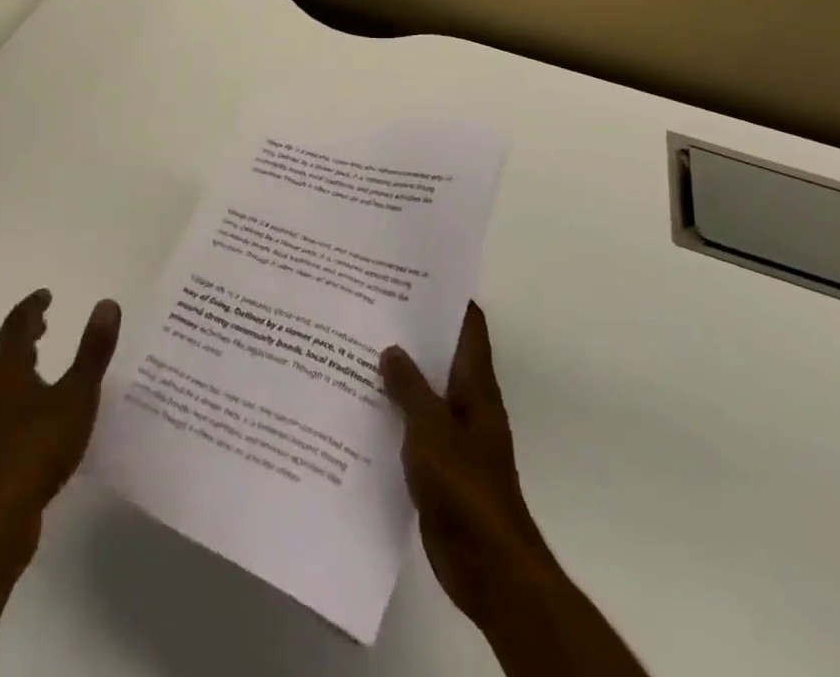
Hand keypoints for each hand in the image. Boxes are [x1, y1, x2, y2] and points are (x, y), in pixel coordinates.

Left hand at [0, 288, 121, 541]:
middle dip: (23, 334)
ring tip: (36, 360)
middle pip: (2, 349)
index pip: (17, 324)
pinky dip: (11, 392)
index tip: (46, 296)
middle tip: (43, 323)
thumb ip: (93, 351)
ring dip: (15, 363)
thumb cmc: (37, 450)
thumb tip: (107, 304)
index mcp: (5, 368)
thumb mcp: (77, 397)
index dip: (32, 307)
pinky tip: (27, 412)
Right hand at [381, 302, 555, 630]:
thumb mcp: (430, 427)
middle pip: (440, 355)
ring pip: (422, 392)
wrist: (486, 566)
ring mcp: (453, 436)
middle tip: (367, 306)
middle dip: (409, 333)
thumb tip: (391, 348)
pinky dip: (390, 414)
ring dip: (396, 375)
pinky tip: (357, 406)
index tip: (411, 274)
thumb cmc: (464, 486)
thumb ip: (409, 386)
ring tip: (353, 348)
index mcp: (475, 387)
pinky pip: (411, 428)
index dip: (446, 298)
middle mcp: (467, 404)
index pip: (468, 327)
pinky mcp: (437, 466)